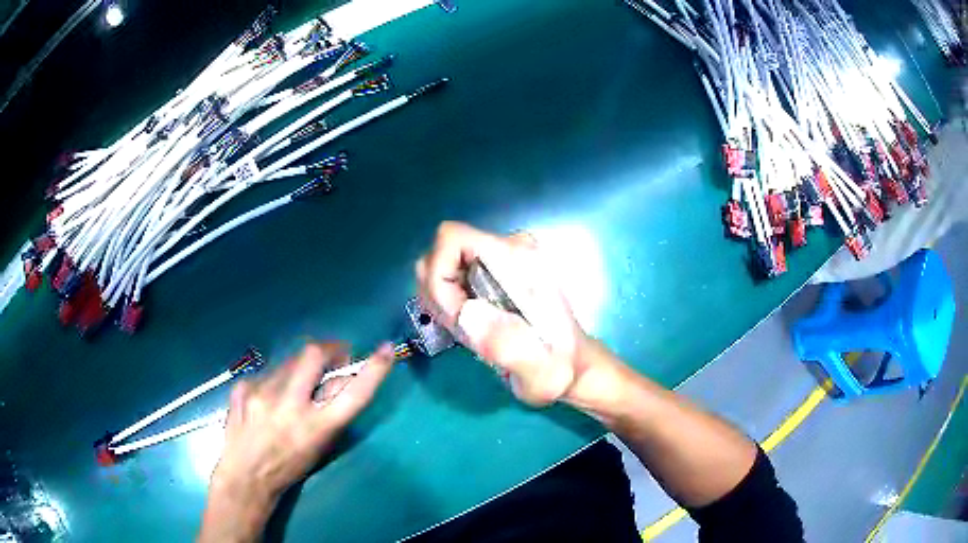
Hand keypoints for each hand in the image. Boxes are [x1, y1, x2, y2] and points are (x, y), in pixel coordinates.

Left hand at [199, 342, 393, 542]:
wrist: (246, 476)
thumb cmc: (290, 466)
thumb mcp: (321, 445)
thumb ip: (333, 410)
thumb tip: (344, 377)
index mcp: (317, 428)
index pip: (354, 393)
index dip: (374, 369)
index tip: (386, 349)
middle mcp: (290, 406)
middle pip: (313, 354)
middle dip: (327, 349)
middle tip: (331, 358)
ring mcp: (261, 393)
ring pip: (288, 361)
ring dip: (298, 369)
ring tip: (291, 391)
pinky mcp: (242, 387)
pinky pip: (267, 373)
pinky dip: (274, 381)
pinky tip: (265, 402)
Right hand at [415, 221, 590, 405]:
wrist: (571, 366)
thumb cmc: (559, 370)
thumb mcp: (540, 372)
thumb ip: (509, 346)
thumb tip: (468, 314)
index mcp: (519, 260)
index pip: (452, 239)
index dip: (440, 278)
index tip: (457, 318)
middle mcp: (506, 250)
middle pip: (441, 252)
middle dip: (439, 295)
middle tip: (462, 330)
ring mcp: (497, 260)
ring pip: (440, 266)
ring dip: (440, 302)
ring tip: (468, 332)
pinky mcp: (490, 273)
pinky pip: (447, 278)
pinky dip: (445, 304)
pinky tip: (468, 327)